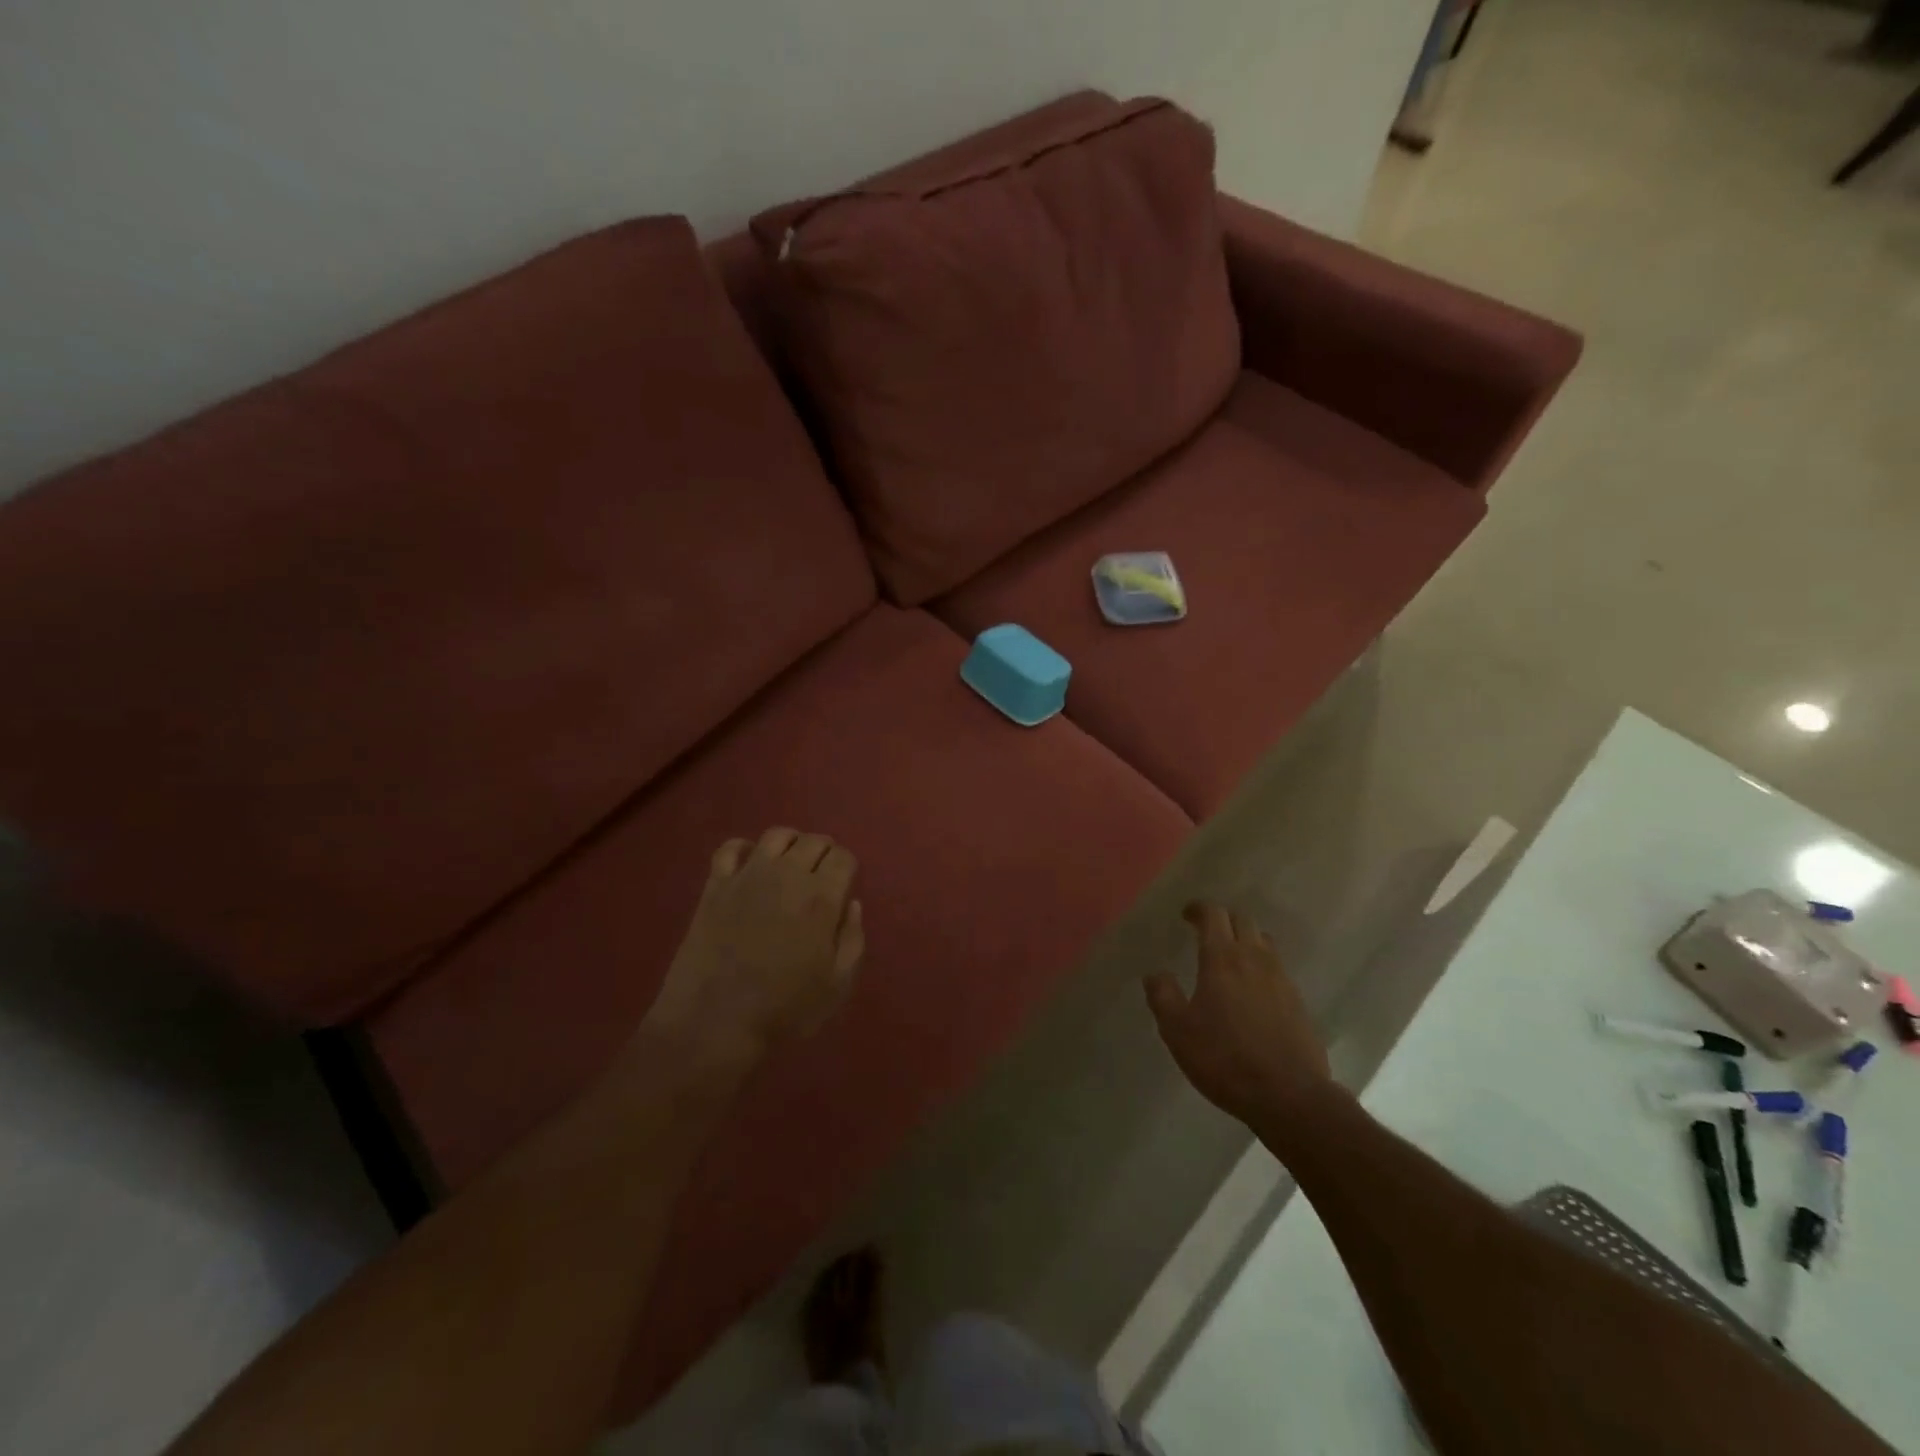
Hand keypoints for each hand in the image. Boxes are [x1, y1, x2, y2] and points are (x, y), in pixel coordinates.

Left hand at [642, 828, 864, 1074]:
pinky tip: (749, 865)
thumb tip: (852, 905)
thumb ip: (853, 939)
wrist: (714, 1023)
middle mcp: (787, 875)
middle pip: (813, 841)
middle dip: (824, 853)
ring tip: (790, 865)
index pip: (843, 858)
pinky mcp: (715, 885)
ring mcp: (747, 876)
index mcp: (821, 898)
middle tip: (821, 878)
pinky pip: (730, 848)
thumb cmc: (784, 1009)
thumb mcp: (837, 986)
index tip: (844, 886)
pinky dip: (744, 849)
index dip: (847, 868)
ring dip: (791, 843)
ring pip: (777, 835)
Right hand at [1145, 902, 1332, 1123]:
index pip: (1213, 915)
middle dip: (1223, 920)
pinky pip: (1277, 970)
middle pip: (1243, 921)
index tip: (1186, 914)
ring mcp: (1282, 979)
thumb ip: (1162, 996)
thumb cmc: (1225, 1058)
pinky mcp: (1298, 1002)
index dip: (1198, 909)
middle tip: (1206, 932)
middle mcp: (1255, 959)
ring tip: (1230, 958)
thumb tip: (1155, 974)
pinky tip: (1252, 991)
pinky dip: (1261, 967)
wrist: (1290, 1096)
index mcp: (1222, 958)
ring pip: (1264, 943)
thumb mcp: (1178, 1030)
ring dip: (1246, 940)